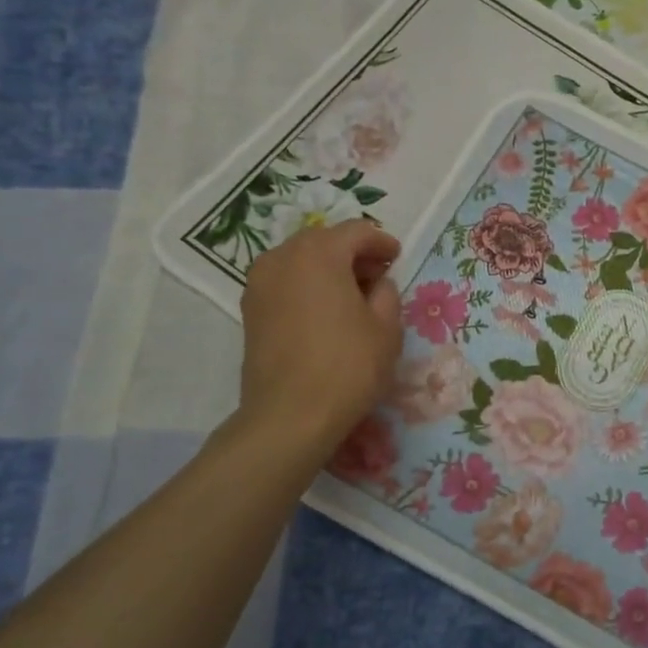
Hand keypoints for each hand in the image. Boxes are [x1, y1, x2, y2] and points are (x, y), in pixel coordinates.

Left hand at [234, 220, 402, 455]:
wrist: (290, 416)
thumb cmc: (348, 366)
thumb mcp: (387, 327)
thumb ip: (387, 293)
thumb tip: (377, 284)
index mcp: (319, 254)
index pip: (357, 231)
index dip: (382, 242)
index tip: (398, 258)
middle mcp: (283, 258)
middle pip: (324, 240)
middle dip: (353, 252)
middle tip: (378, 275)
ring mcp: (260, 283)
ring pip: (301, 259)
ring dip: (328, 268)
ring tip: (352, 294)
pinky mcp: (250, 309)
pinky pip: (285, 281)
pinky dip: (308, 285)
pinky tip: (326, 310)